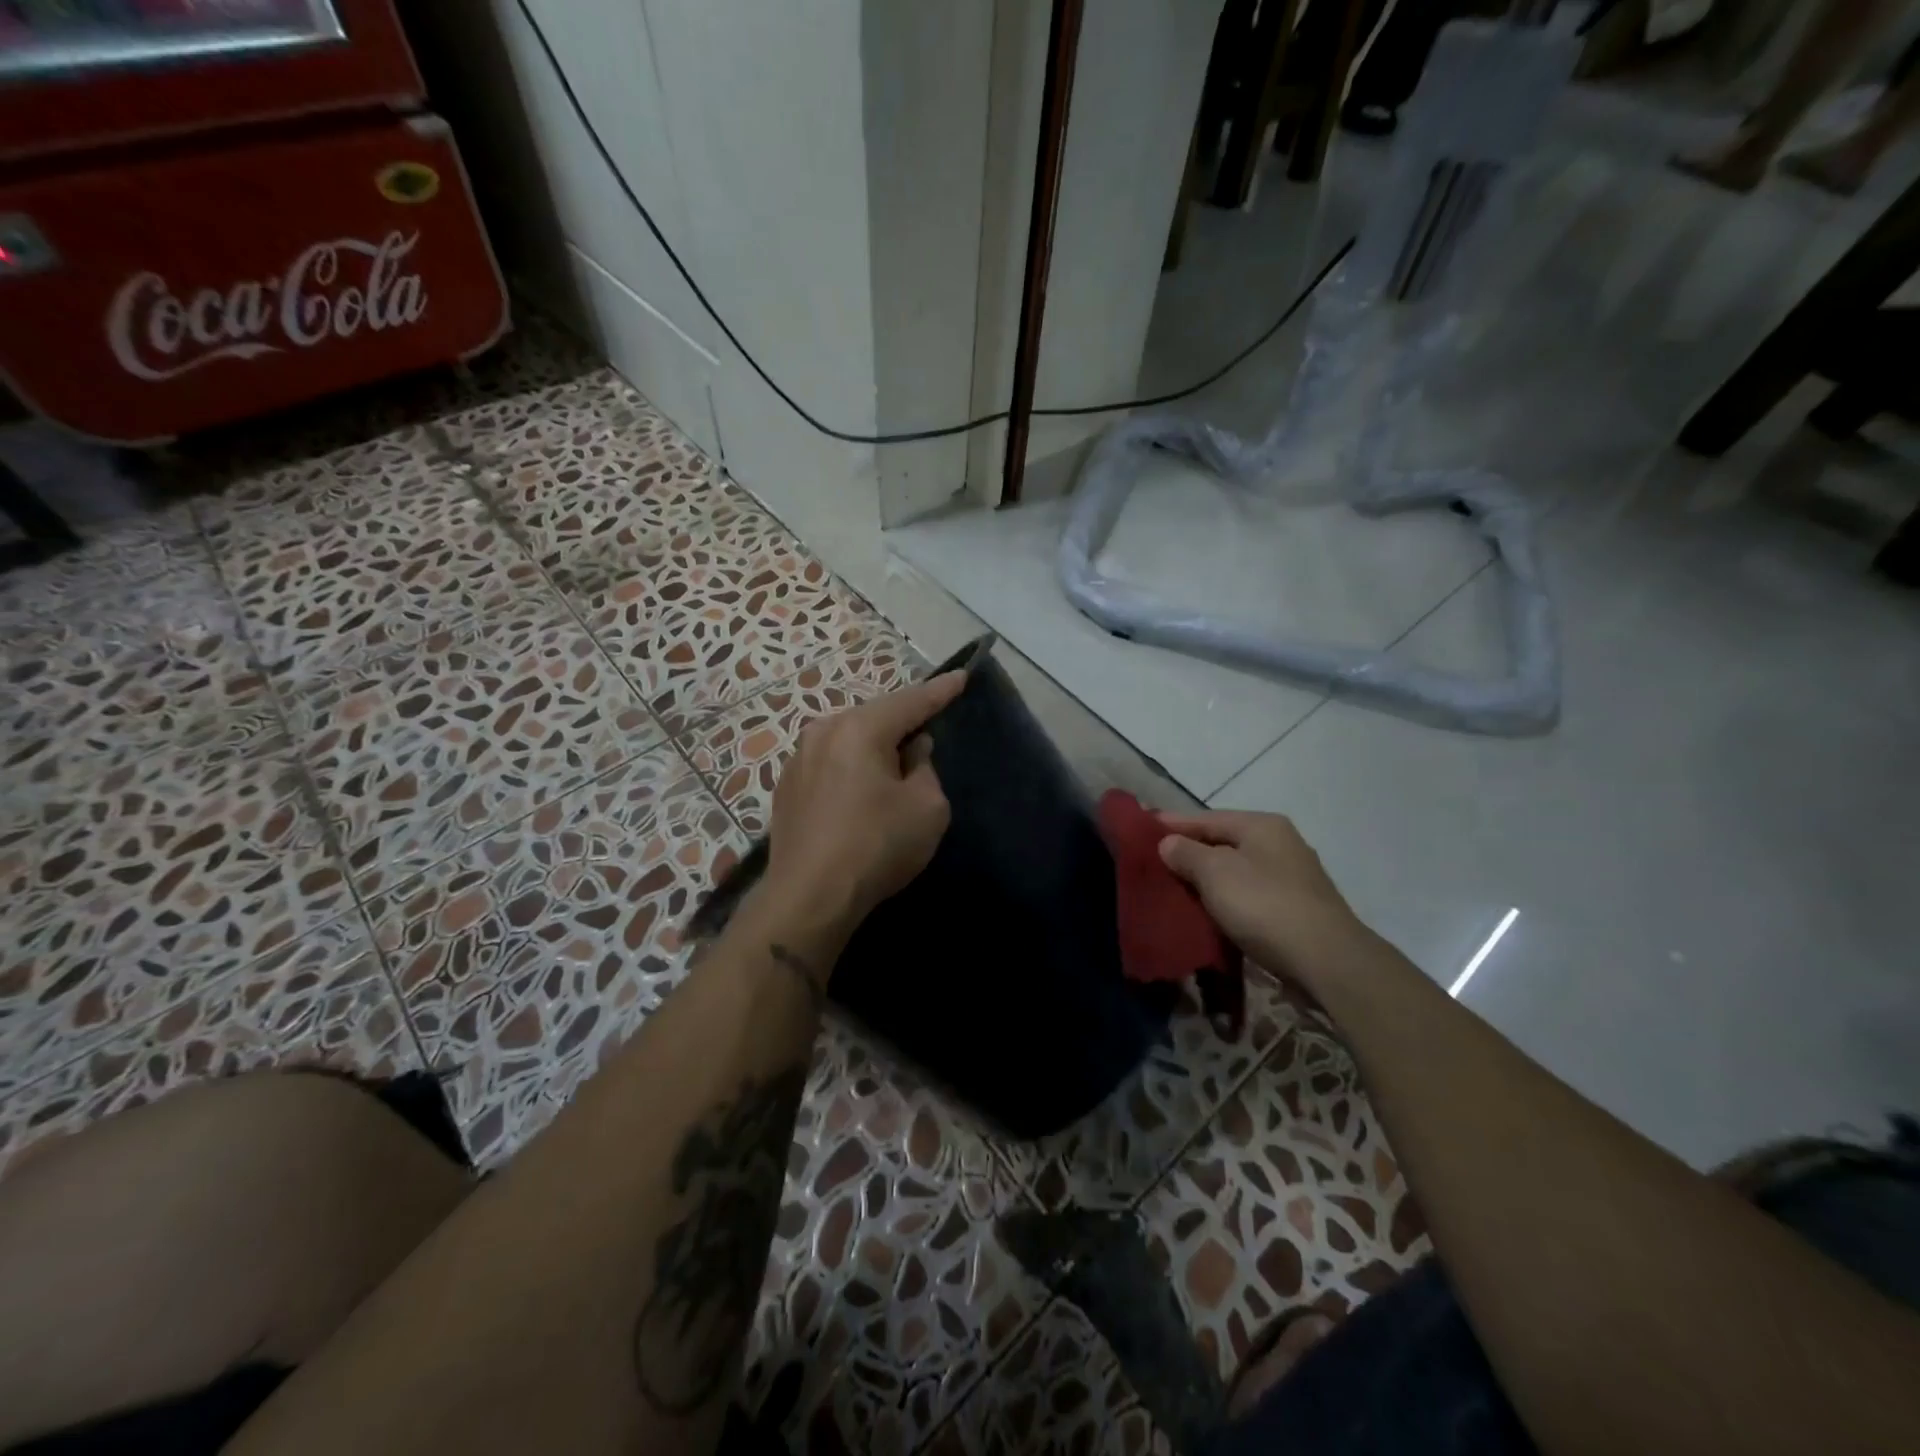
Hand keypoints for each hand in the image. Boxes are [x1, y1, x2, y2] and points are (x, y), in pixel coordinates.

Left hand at [764, 672, 966, 933]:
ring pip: (849, 740)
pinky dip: (852, 768)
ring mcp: (798, 760)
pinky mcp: (786, 788)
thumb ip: (926, 769)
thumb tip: (912, 753)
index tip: (961, 676)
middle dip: (903, 722)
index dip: (940, 690)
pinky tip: (862, 790)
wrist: (808, 897)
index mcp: (859, 729)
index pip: (910, 701)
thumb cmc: (876, 846)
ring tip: (896, 761)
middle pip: (874, 717)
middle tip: (929, 727)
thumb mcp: (926, 808)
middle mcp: (822, 732)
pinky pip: (830, 763)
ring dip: (874, 747)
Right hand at [1157, 810, 1370, 991]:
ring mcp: (1290, 878)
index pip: (1206, 817)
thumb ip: (1186, 853)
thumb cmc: (1265, 905)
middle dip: (1188, 853)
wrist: (1327, 961)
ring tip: (1173, 890)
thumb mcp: (1215, 873)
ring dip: (1206, 880)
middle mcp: (1280, 844)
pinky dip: (1225, 901)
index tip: (1141, 828)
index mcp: (1262, 825)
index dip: (1172, 823)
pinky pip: (1248, 896)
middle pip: (1222, 843)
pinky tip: (1207, 912)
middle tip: (1153, 864)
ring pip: (1235, 872)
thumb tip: (1168, 842)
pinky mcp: (1294, 910)